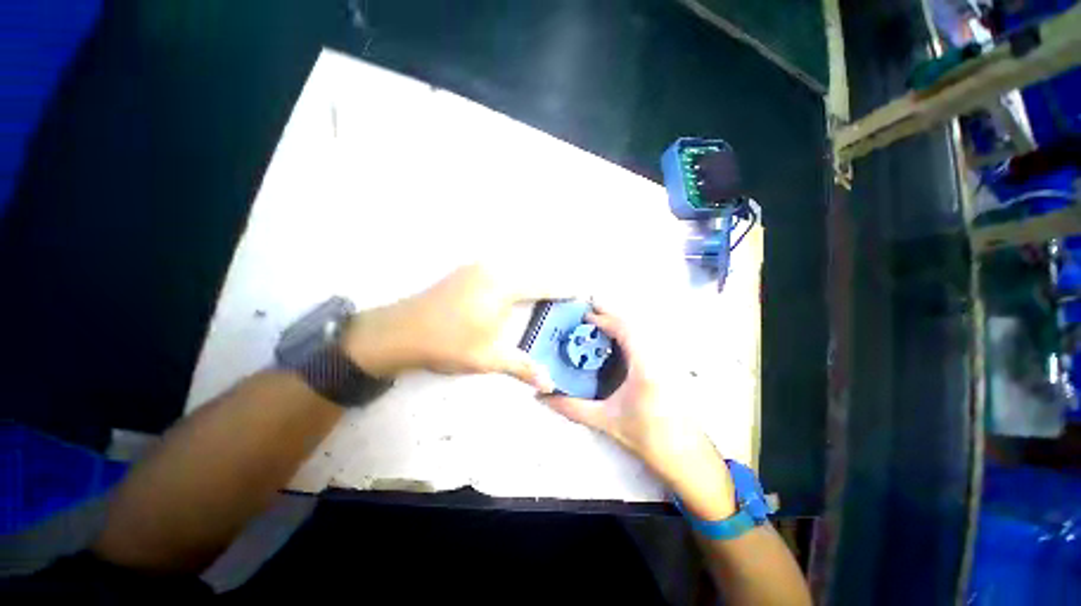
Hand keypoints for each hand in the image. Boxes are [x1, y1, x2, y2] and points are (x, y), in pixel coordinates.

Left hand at [342, 264, 559, 391]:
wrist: (397, 332)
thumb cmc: (448, 343)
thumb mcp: (488, 358)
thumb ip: (522, 367)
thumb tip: (550, 384)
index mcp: (504, 285)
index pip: (543, 285)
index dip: (563, 289)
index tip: (581, 292)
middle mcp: (493, 269)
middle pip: (531, 274)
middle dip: (550, 285)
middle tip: (565, 298)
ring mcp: (477, 267)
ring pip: (515, 270)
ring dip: (531, 282)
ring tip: (546, 297)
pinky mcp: (466, 271)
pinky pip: (501, 271)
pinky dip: (515, 280)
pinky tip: (516, 293)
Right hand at [542, 308, 737, 519]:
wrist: (685, 456)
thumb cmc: (647, 438)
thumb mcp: (606, 421)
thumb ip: (573, 408)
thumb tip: (544, 398)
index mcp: (645, 368)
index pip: (625, 331)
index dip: (605, 319)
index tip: (587, 317)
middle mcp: (659, 358)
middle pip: (635, 325)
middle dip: (612, 315)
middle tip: (591, 311)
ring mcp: (668, 361)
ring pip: (643, 331)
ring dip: (622, 323)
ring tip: (601, 321)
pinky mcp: (670, 366)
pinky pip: (648, 340)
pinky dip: (631, 334)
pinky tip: (618, 340)